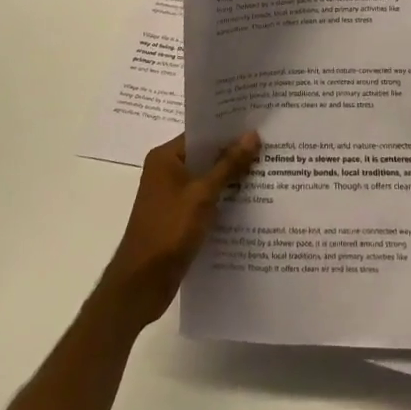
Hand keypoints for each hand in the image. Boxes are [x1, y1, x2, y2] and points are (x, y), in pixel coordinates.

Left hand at [98, 132, 260, 330]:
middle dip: (234, 154)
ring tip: (267, 172)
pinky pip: (204, 200)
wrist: (141, 284)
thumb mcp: (203, 195)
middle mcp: (166, 171)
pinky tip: (249, 203)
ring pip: (207, 179)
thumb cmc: (169, 231)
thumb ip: (228, 165)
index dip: (229, 130)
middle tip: (269, 147)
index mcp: (165, 157)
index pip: (201, 133)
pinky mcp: (177, 218)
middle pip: (205, 155)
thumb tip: (252, 135)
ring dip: (230, 179)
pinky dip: (222, 200)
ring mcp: (171, 196)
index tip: (258, 125)